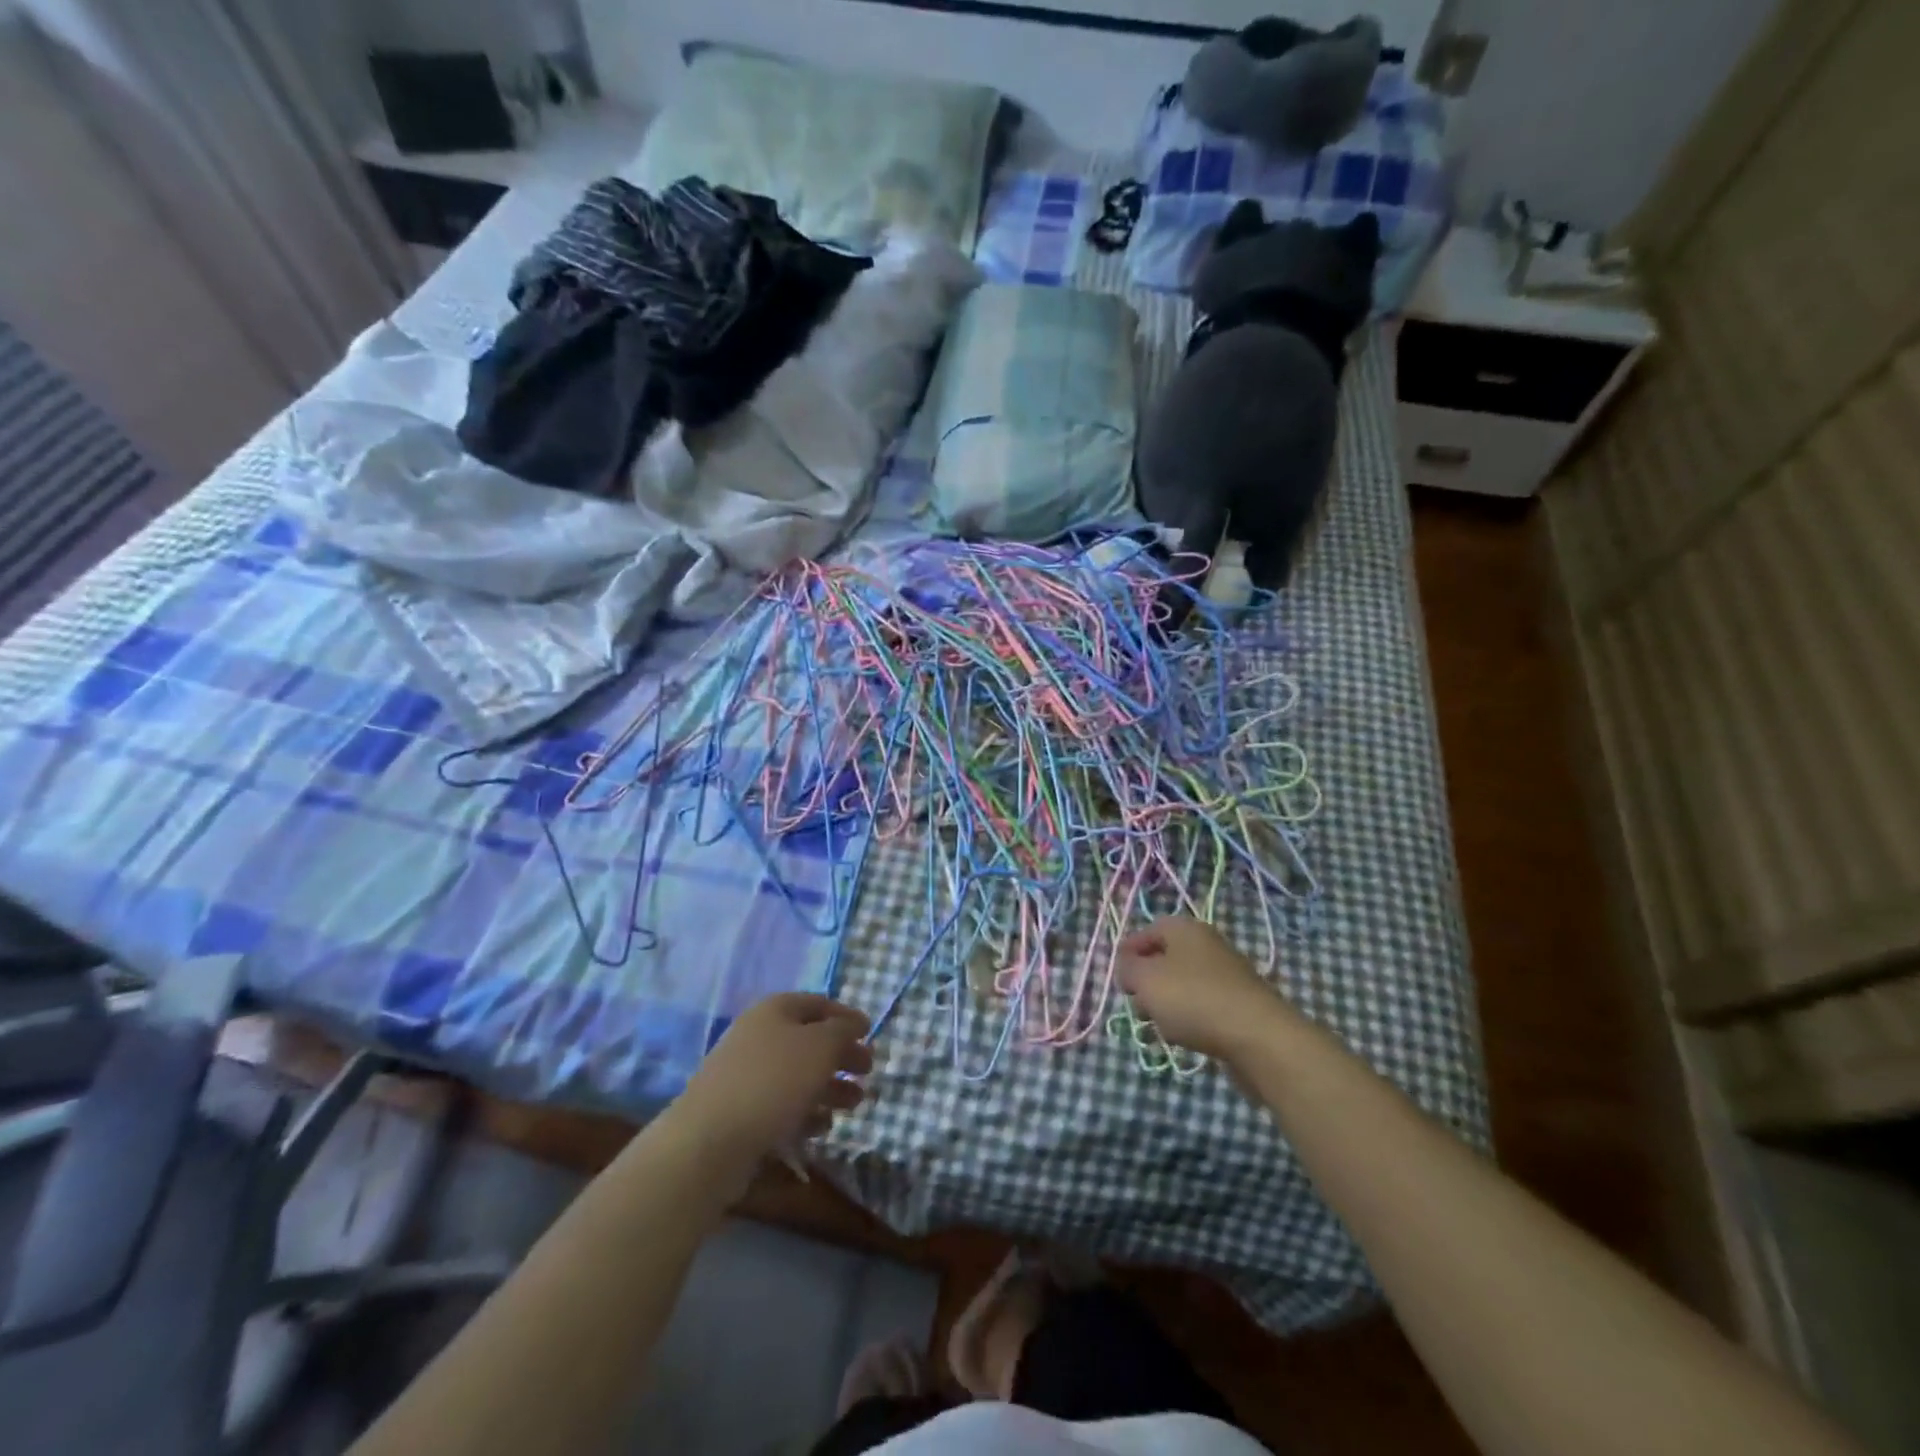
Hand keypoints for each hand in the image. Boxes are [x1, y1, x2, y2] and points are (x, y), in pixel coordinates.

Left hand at [676, 993, 872, 1163]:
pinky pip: (781, 1105)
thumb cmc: (772, 1082)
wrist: (709, 1142)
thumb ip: (843, 1031)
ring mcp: (746, 1075)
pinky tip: (822, 1127)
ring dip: (829, 1088)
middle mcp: (759, 1036)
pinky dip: (806, 1112)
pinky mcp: (740, 1113)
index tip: (870, 1034)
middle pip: (809, 1041)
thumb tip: (855, 1023)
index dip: (846, 1016)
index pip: (818, 1003)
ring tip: (854, 1104)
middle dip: (841, 1056)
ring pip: (798, 1075)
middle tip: (867, 1072)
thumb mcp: (820, 1047)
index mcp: (775, 1010)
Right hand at [1116, 917, 1293, 1063]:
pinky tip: (1186, 1037)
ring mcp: (1228, 975)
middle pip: (1167, 958)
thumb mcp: (1145, 979)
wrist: (1258, 1037)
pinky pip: (1204, 1006)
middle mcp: (1208, 945)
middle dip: (1148, 981)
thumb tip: (1129, 968)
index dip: (1129, 951)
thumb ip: (1128, 969)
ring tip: (1160, 1027)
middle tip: (1137, 1004)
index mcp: (1185, 929)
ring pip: (1184, 984)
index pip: (1149, 931)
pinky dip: (1190, 1019)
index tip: (1118, 977)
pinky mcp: (1241, 1005)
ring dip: (1167, 1003)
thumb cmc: (1193, 998)